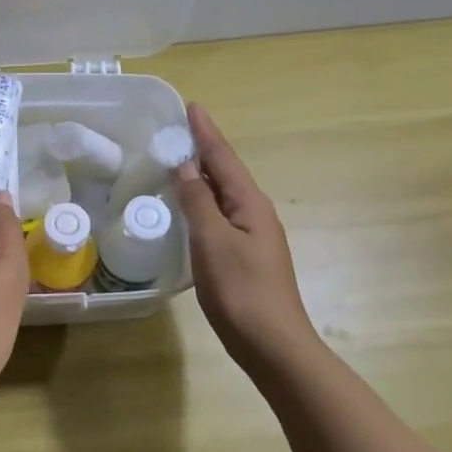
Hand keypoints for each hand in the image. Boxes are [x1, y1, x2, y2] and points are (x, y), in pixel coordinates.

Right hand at [174, 102, 317, 370]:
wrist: (273, 345)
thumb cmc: (241, 290)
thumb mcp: (212, 241)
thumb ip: (197, 201)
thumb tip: (185, 165)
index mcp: (250, 203)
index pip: (223, 157)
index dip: (205, 132)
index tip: (192, 105)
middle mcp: (255, 213)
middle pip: (226, 172)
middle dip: (203, 149)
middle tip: (178, 130)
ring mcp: (252, 236)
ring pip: (223, 194)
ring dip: (202, 175)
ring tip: (178, 161)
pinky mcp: (245, 256)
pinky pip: (220, 215)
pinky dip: (203, 201)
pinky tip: (189, 208)